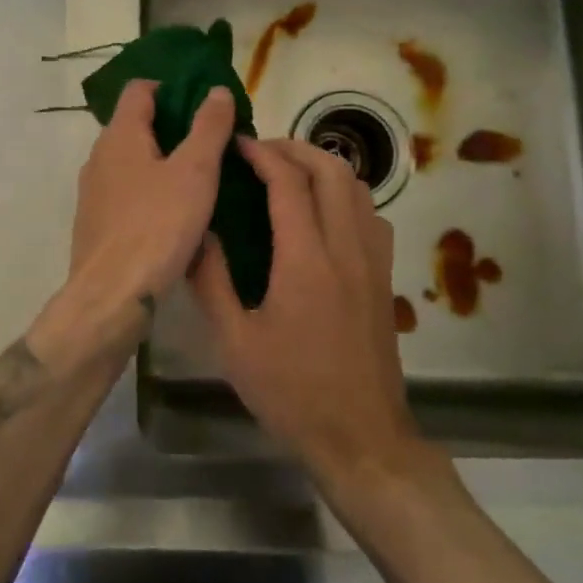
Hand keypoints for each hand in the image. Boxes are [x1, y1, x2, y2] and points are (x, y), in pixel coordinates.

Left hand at [65, 81, 235, 328]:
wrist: (111, 296)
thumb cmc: (157, 226)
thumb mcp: (194, 172)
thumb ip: (208, 127)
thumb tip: (217, 90)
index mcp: (120, 135)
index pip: (139, 89)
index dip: (169, 87)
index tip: (200, 102)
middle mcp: (99, 156)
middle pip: (134, 124)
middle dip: (170, 126)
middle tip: (209, 141)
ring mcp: (93, 191)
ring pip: (130, 161)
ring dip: (160, 160)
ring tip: (197, 177)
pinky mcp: (95, 222)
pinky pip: (125, 192)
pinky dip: (148, 190)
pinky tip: (173, 213)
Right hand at [191, 139, 421, 481]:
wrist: (361, 439)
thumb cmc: (292, 392)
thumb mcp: (235, 343)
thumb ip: (212, 281)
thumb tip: (198, 233)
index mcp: (306, 260)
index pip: (289, 183)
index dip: (262, 154)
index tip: (237, 144)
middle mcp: (346, 248)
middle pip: (332, 170)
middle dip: (295, 149)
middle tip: (261, 153)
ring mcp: (373, 261)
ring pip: (358, 188)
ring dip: (323, 167)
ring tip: (289, 174)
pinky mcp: (385, 277)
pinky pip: (371, 214)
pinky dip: (346, 195)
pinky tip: (323, 214)